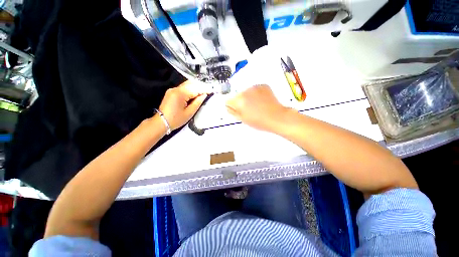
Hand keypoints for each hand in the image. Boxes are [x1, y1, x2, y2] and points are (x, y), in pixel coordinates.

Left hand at [159, 80, 207, 129]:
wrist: (162, 122)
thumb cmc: (177, 119)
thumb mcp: (190, 112)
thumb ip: (197, 102)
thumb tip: (204, 95)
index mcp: (180, 94)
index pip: (195, 89)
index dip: (204, 89)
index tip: (211, 90)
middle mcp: (176, 89)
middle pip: (191, 83)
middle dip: (200, 86)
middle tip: (208, 90)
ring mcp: (173, 89)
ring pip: (187, 84)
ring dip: (196, 87)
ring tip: (203, 91)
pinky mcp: (171, 92)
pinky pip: (183, 87)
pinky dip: (190, 89)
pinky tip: (195, 93)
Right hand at [226, 84, 288, 131]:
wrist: (276, 117)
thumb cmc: (260, 121)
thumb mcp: (242, 119)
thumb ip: (233, 111)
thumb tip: (228, 107)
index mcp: (239, 101)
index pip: (228, 101)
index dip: (233, 107)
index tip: (238, 110)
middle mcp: (245, 91)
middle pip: (237, 96)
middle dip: (241, 101)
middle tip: (249, 109)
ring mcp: (254, 87)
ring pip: (246, 92)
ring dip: (248, 97)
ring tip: (256, 105)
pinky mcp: (262, 86)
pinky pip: (254, 90)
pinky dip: (256, 94)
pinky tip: (261, 101)